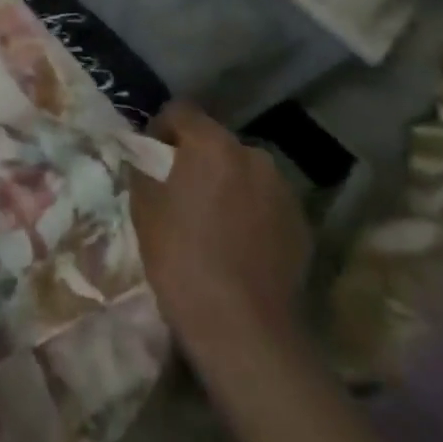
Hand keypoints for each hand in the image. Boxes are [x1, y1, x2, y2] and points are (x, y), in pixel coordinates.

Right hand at [132, 101, 311, 357]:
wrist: (244, 330)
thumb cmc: (183, 259)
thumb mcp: (144, 208)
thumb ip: (142, 168)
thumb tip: (141, 156)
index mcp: (212, 143)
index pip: (180, 111)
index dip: (161, 129)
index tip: (150, 156)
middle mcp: (252, 155)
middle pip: (215, 141)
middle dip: (197, 157)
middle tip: (179, 190)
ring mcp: (282, 191)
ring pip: (243, 172)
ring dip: (226, 183)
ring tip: (211, 219)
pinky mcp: (301, 225)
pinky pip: (265, 203)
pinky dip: (250, 211)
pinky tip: (238, 244)